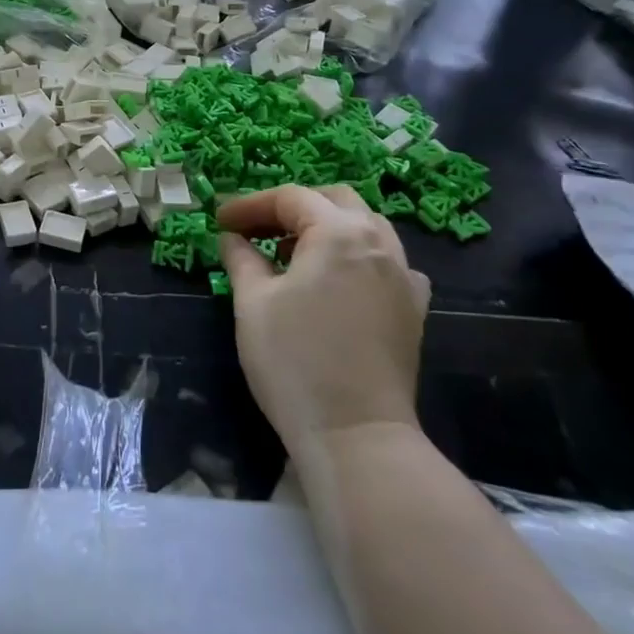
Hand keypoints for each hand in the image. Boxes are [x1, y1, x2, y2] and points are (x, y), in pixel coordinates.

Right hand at [218, 185, 429, 445]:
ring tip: (293, 252)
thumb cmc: (295, 361)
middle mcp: (378, 243)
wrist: (356, 435)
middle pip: (334, 201)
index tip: (219, 221)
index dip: (250, 205)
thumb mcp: (252, 303)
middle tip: (256, 230)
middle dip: (291, 207)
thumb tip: (233, 238)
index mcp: (338, 233)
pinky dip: (358, 256)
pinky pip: (388, 261)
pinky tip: (339, 280)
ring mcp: (403, 276)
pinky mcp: (413, 309)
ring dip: (326, 227)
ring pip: (366, 226)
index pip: (290, 198)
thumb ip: (241, 258)